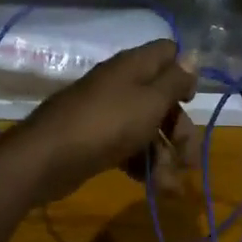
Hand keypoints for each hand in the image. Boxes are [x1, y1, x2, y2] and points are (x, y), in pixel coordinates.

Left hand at [13, 39, 199, 203]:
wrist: (48, 157)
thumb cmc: (108, 124)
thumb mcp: (150, 100)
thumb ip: (175, 81)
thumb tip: (193, 58)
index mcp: (134, 66)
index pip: (167, 53)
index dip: (184, 74)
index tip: (190, 101)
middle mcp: (121, 84)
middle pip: (162, 99)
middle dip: (179, 130)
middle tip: (189, 161)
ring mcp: (107, 113)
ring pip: (147, 128)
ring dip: (163, 156)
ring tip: (168, 187)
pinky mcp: (96, 139)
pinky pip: (128, 146)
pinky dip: (142, 164)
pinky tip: (150, 185)